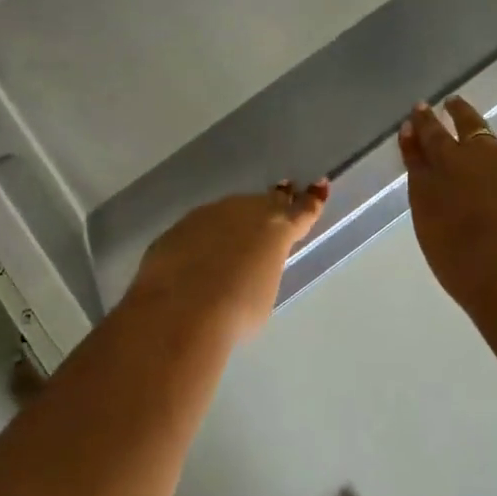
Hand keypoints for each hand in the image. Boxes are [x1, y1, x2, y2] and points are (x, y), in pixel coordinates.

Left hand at [126, 180, 329, 340]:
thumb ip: (262, 269)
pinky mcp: (178, 228)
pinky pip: (199, 228)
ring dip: (235, 221)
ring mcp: (208, 215)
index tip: (318, 185)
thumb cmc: (237, 309)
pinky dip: (204, 238)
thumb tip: (249, 266)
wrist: (181, 309)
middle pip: (265, 203)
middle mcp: (245, 212)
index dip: (311, 200)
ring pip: (229, 212)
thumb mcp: (264, 293)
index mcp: (276, 229)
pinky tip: (198, 257)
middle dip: (274, 203)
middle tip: (281, 196)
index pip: (301, 211)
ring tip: (235, 237)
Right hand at [399, 98, 496, 309]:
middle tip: (423, 109)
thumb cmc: (467, 269)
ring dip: (464, 114)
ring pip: (472, 125)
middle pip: (436, 136)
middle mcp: (452, 163)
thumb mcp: (440, 247)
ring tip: (457, 104)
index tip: (407, 131)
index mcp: (425, 189)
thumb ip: (442, 227)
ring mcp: (490, 156)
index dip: (410, 145)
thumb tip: (451, 222)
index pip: (414, 160)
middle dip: (428, 122)